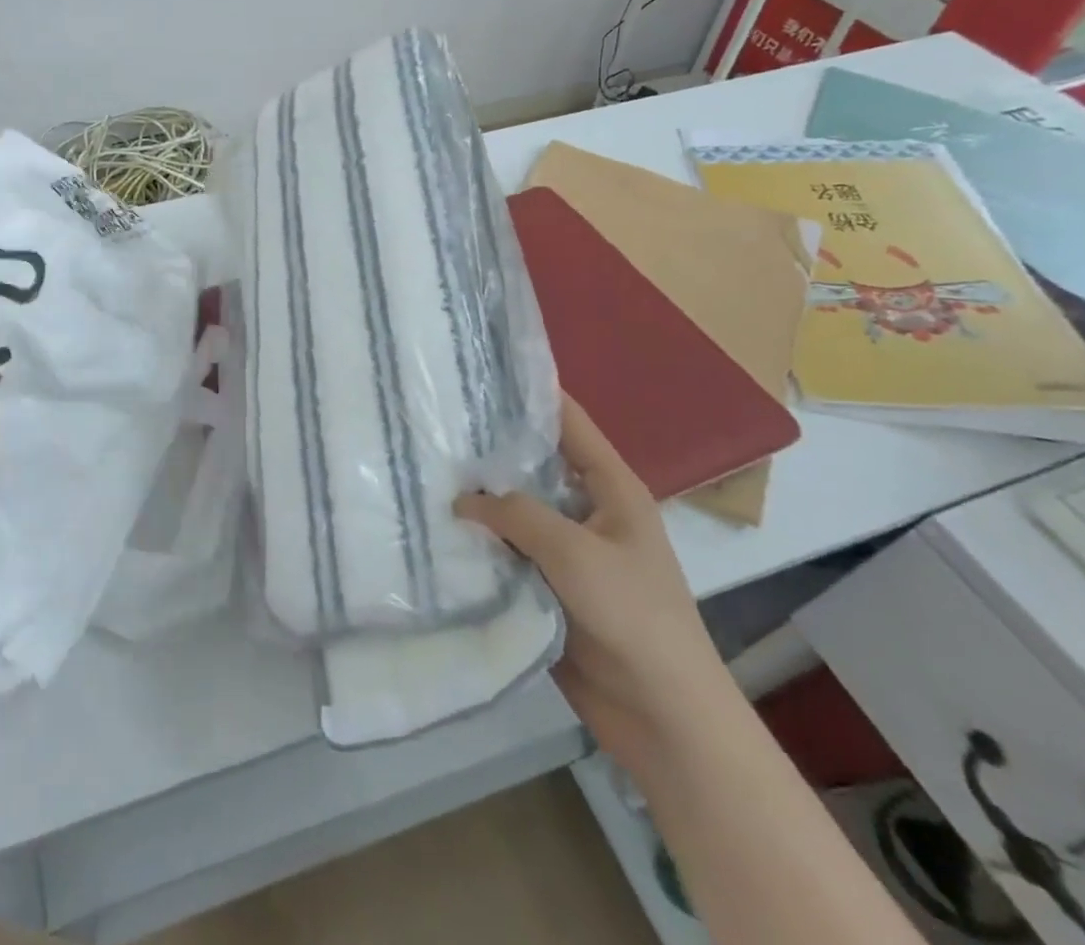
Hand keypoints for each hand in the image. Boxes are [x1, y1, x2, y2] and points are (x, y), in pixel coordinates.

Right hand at [455, 396, 733, 778]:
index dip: (530, 393)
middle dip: (489, 447)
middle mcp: (586, 510)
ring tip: (422, 468)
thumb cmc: (632, 616)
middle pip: (533, 464)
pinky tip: (436, 526)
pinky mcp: (547, 585)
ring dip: (478, 498)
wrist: (662, 714)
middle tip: (434, 421)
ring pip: (514, 510)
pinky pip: (507, 552)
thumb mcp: (576, 551)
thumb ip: (516, 514)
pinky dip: (479, 541)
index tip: (479, 370)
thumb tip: (462, 499)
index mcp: (610, 488)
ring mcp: (566, 550)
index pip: (568, 422)